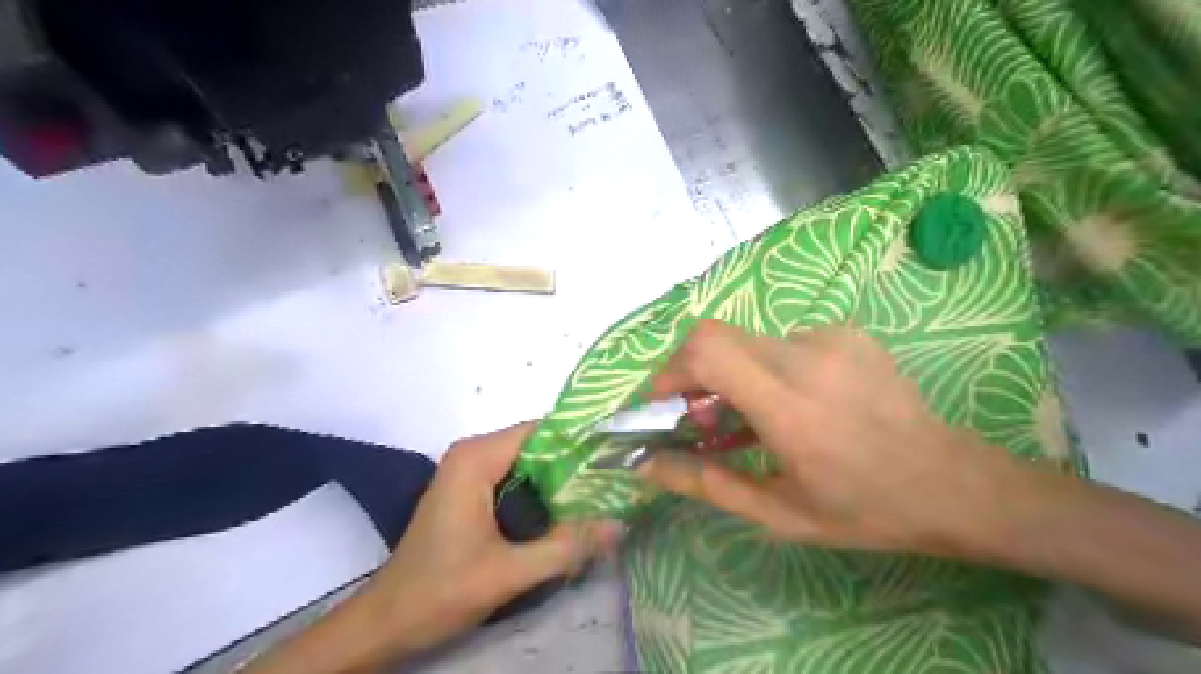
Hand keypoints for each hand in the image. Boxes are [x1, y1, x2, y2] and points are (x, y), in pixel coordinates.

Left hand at [367, 422, 619, 653]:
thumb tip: (620, 524)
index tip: (616, 456)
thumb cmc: (440, 591)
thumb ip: (567, 547)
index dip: (580, 441)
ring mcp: (470, 470)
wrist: (387, 621)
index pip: (542, 430)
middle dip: (576, 463)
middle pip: (537, 444)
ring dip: (561, 479)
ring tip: (601, 496)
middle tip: (615, 482)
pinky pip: (516, 476)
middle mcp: (473, 453)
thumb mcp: (509, 572)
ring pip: (529, 461)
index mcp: (477, 458)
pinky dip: (542, 490)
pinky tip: (567, 511)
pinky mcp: (471, 489)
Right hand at [643, 322, 1025, 558]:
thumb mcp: (777, 512)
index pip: (708, 351)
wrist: (951, 482)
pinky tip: (799, 402)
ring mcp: (831, 338)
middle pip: (716, 336)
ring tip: (756, 417)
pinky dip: (768, 369)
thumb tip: (645, 465)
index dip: (671, 370)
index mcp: (789, 409)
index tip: (663, 404)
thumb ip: (704, 483)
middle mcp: (807, 359)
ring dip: (733, 375)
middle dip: (693, 374)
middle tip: (702, 417)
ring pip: (747, 342)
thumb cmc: (862, 509)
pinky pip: (782, 342)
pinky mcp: (846, 332)